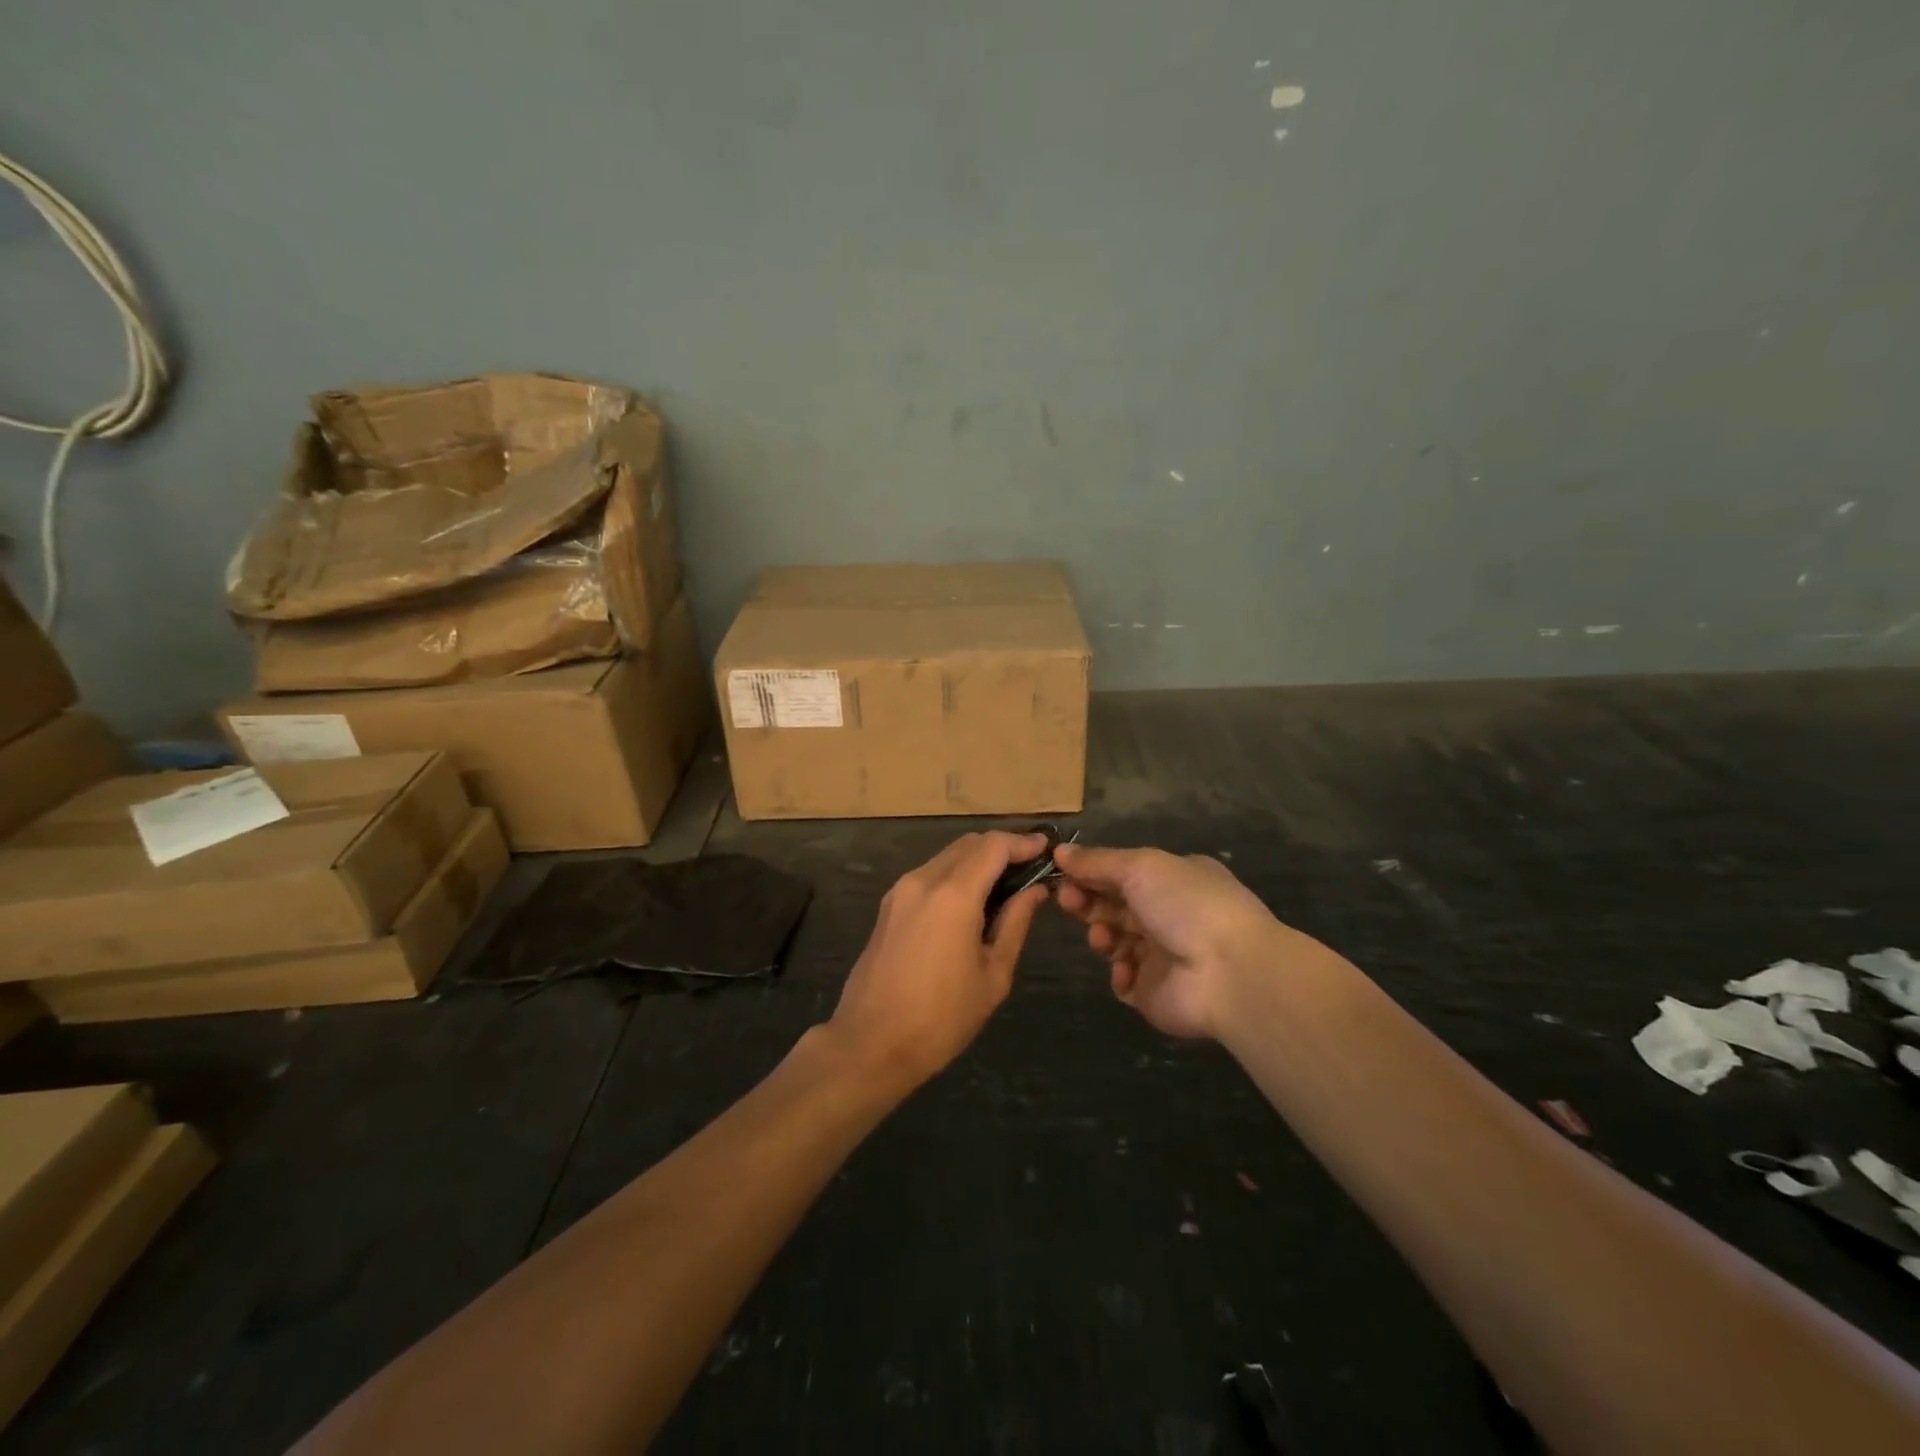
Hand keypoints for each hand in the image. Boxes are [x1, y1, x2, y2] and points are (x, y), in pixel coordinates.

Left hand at [827, 831, 1049, 1091]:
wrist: (871, 1044)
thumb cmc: (941, 1018)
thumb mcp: (992, 975)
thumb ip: (1015, 923)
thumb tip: (1036, 891)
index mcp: (953, 895)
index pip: (994, 846)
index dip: (1023, 842)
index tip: (1046, 848)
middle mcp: (923, 880)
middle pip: (969, 844)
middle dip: (1001, 848)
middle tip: (1030, 869)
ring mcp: (900, 891)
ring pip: (946, 857)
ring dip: (977, 861)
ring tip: (1005, 887)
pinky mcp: (888, 906)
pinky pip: (929, 875)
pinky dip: (955, 875)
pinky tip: (971, 902)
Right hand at [1053, 843, 1298, 1039]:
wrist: (1228, 973)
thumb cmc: (1186, 905)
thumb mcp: (1140, 867)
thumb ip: (1097, 861)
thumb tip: (1060, 851)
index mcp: (1173, 880)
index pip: (1122, 873)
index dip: (1091, 872)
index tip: (1063, 873)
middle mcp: (1169, 915)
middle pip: (1114, 905)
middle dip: (1087, 901)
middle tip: (1068, 901)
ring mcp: (1162, 956)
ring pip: (1115, 940)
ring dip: (1101, 935)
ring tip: (1103, 938)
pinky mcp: (1155, 992)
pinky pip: (1124, 981)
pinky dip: (1119, 974)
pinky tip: (1126, 969)